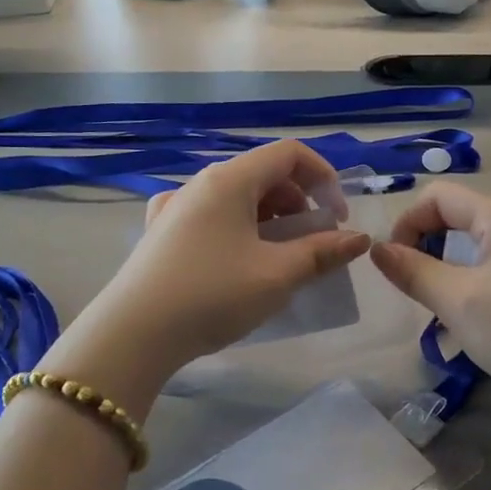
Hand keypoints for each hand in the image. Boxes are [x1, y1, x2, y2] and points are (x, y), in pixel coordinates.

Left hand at [65, 140, 371, 380]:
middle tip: (313, 242)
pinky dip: (239, 229)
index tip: (338, 218)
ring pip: (237, 197)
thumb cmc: (212, 295)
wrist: (132, 336)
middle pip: (263, 174)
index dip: (324, 177)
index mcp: (229, 179)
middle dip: (299, 202)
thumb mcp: (277, 275)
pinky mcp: (161, 234)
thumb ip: (322, 252)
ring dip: (270, 218)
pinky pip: (212, 217)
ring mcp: (175, 207)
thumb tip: (358, 239)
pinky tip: (238, 261)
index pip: (289, 153)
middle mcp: (200, 183)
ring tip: (280, 257)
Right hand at [370, 184, 490, 410]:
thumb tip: (377, 248)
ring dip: (447, 268)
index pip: (438, 196)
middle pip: (457, 216)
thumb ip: (413, 271)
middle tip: (415, 290)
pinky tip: (471, 318)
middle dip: (426, 246)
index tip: (393, 265)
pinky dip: (471, 281)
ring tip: (440, 308)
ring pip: (474, 244)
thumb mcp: (459, 302)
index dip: (407, 223)